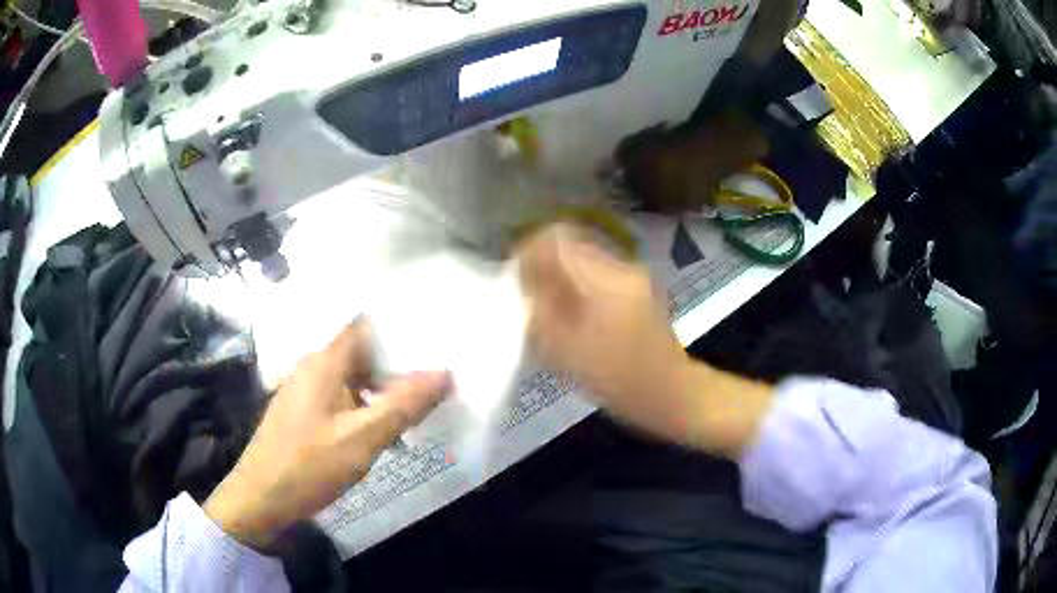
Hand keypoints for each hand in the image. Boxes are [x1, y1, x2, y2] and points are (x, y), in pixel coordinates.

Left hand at [204, 319, 450, 548]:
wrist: (260, 498)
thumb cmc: (309, 465)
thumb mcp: (363, 439)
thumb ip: (404, 405)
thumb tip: (445, 373)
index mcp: (325, 362)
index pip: (366, 326)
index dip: (398, 330)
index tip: (431, 344)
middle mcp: (311, 367)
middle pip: (361, 353)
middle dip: (396, 368)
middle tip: (431, 385)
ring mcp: (303, 390)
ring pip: (351, 379)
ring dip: (380, 393)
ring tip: (411, 414)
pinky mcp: (300, 412)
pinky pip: (338, 398)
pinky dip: (362, 408)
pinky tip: (377, 434)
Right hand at [517, 224, 771, 456]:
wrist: (673, 394)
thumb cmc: (622, 380)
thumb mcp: (569, 353)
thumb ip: (539, 316)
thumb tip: (520, 288)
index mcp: (605, 279)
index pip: (557, 238)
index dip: (529, 251)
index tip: (514, 280)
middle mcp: (621, 267)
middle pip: (570, 245)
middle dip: (542, 265)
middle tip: (525, 297)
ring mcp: (632, 277)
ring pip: (582, 260)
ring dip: (558, 276)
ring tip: (543, 309)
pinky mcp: (637, 290)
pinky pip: (596, 275)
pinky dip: (575, 287)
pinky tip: (569, 317)